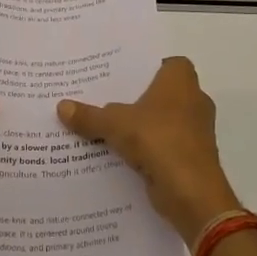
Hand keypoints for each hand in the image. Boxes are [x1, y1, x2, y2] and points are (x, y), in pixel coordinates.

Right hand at [58, 57, 240, 242]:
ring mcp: (195, 131)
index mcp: (181, 81)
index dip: (148, 66)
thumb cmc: (159, 140)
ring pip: (163, 120)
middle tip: (105, 97)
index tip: (122, 74)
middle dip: (138, 97)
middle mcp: (193, 100)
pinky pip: (164, 145)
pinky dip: (147, 148)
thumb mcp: (115, 124)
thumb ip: (90, 116)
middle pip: (162, 92)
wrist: (192, 193)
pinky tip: (120, 153)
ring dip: (142, 125)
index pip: (168, 62)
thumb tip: (61, 106)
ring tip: (107, 125)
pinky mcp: (191, 157)